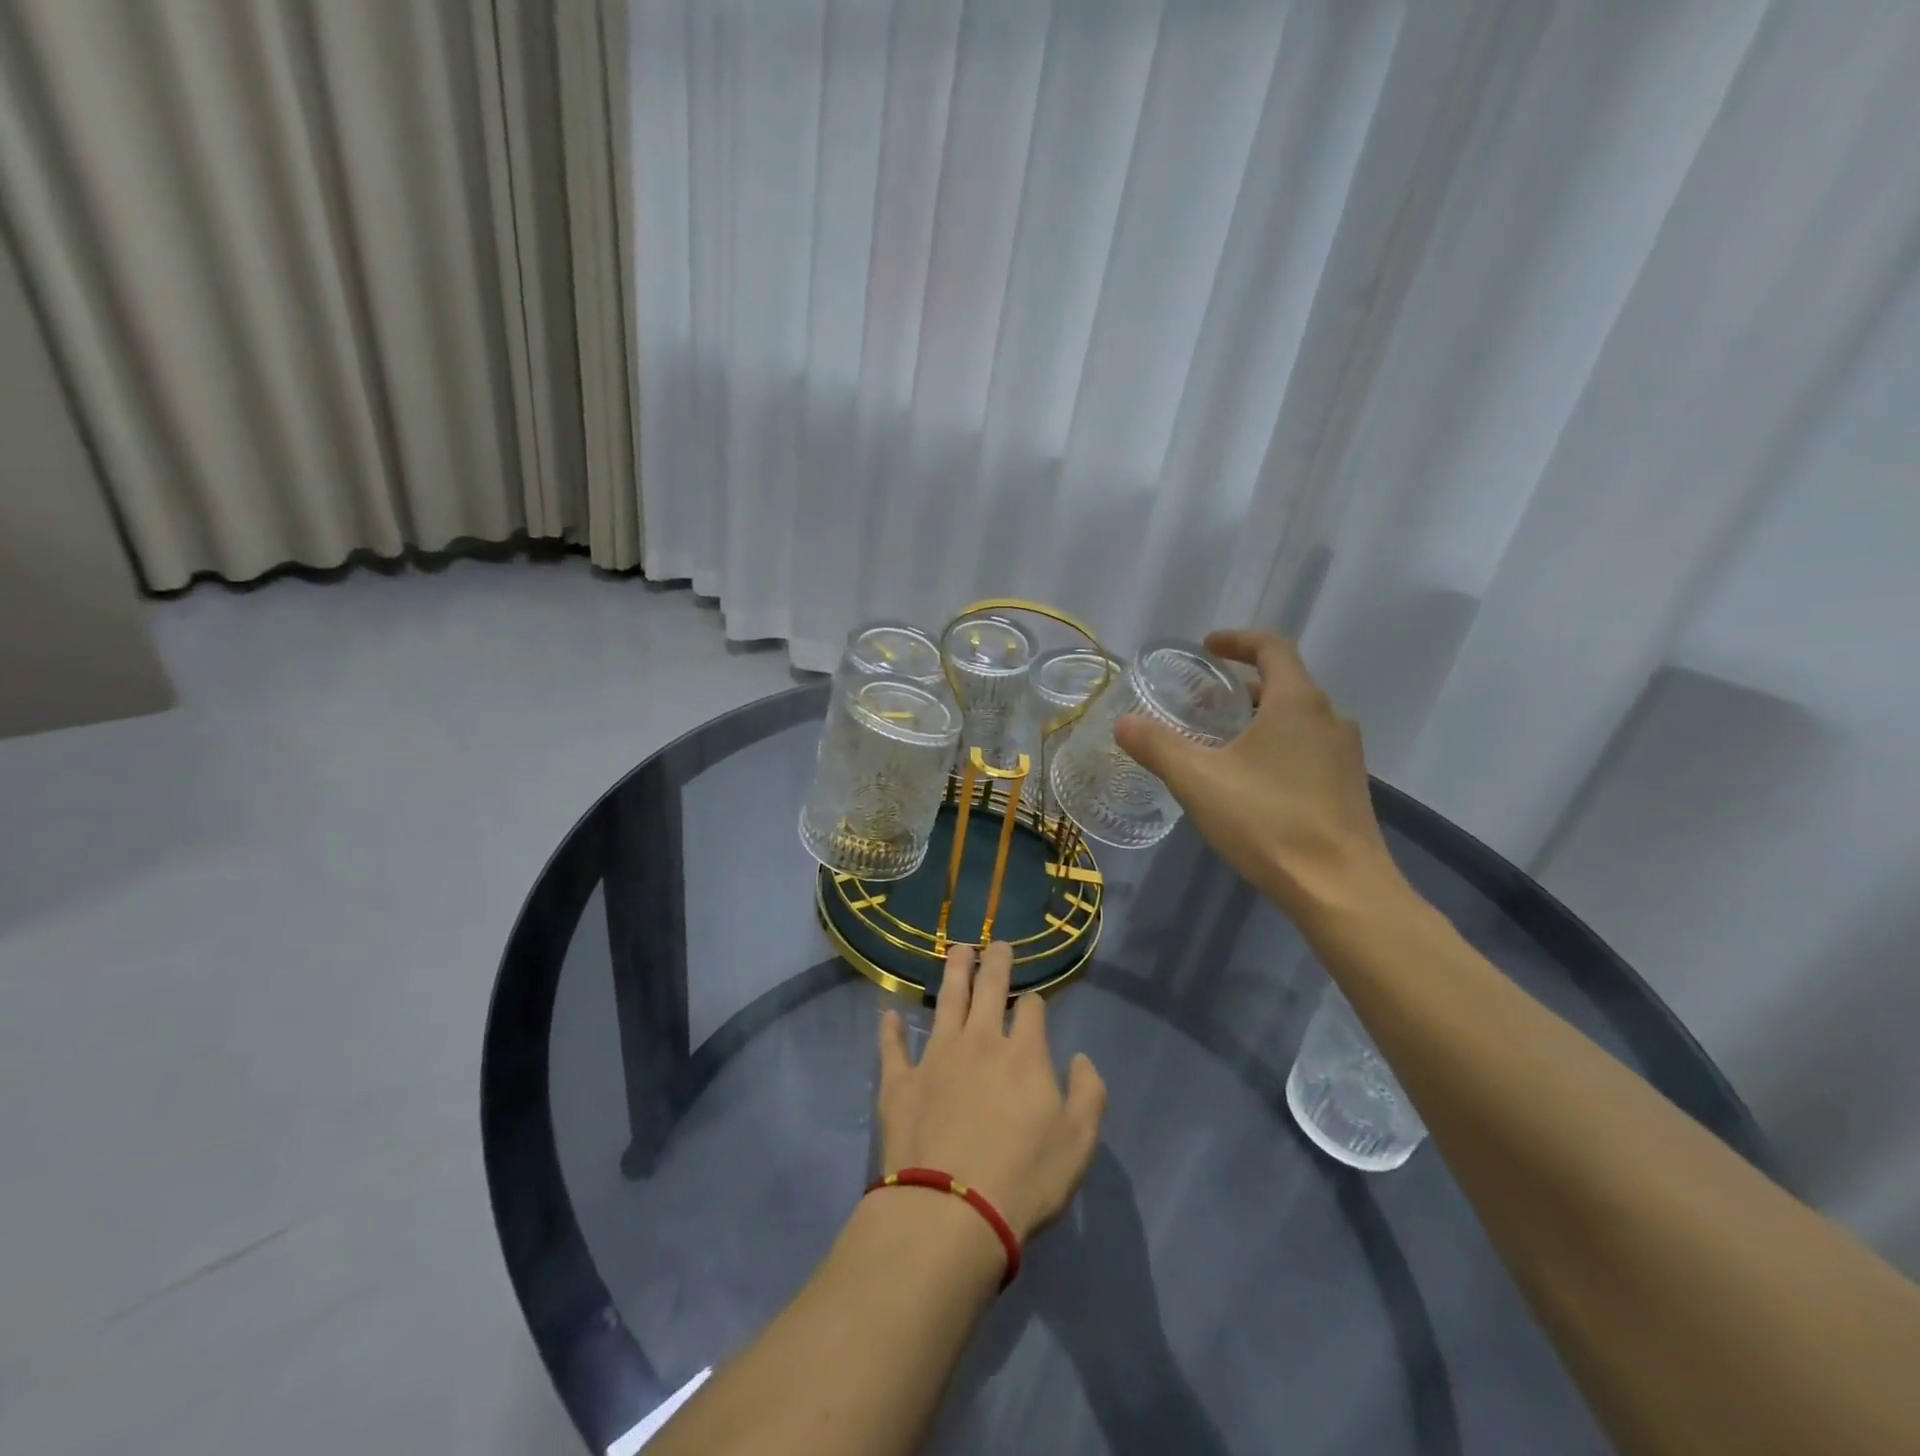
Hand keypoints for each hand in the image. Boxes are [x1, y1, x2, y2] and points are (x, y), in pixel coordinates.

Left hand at [877, 942, 1106, 1241]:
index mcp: (1023, 1054)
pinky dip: (890, 1030)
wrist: (951, 1211)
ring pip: (945, 1001)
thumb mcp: (1078, 1142)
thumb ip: (1089, 1094)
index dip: (1035, 1002)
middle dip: (995, 962)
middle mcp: (979, 1042)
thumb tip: (1081, 1058)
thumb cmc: (1023, 1179)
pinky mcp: (900, 1082)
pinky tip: (888, 1014)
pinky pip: (893, 1048)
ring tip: (957, 949)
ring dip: (953, 972)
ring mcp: (936, 1057)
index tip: (1034, 1003)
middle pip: (988, 989)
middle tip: (997, 943)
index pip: (1031, 1010)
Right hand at [1113, 629, 1405, 926]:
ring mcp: (1344, 754)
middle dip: (1240, 685)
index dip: (1237, 639)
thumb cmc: (1268, 822)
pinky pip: (1307, 747)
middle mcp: (1329, 718)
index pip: (1272, 647)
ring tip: (1219, 740)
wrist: (1341, 889)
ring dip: (1258, 717)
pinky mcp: (1347, 786)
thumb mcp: (1198, 781)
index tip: (1207, 647)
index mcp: (1297, 702)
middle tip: (1201, 701)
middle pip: (1284, 683)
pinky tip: (1249, 780)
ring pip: (1296, 718)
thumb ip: (1157, 746)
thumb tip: (1124, 722)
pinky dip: (1276, 745)